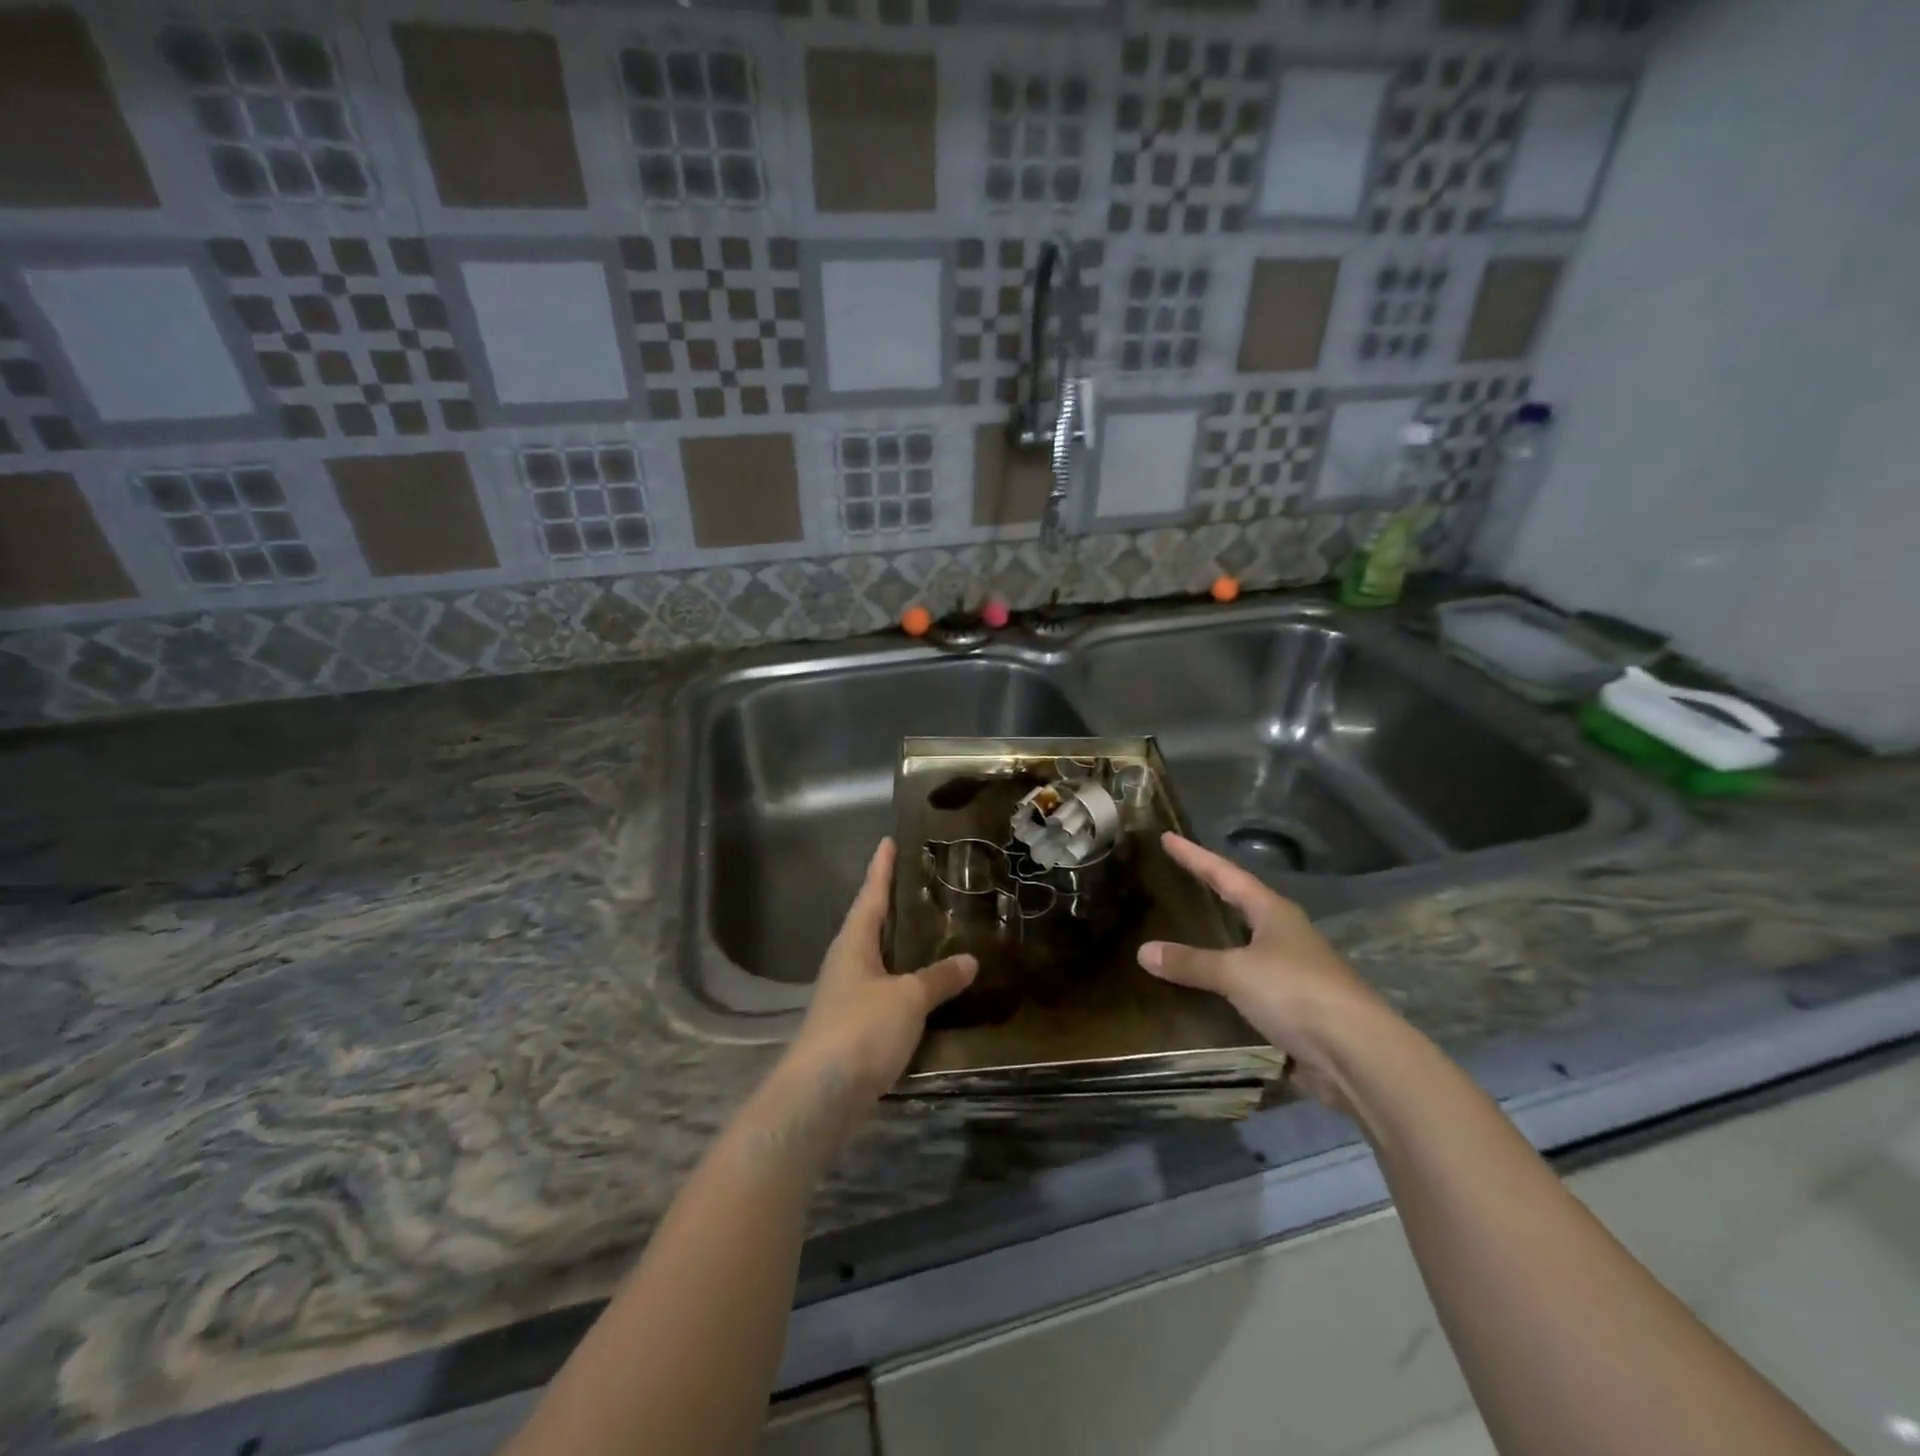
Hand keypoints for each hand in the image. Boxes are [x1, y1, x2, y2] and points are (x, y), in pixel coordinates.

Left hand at [782, 838, 977, 1109]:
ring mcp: (848, 995)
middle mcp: (847, 963)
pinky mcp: (855, 1026)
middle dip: (894, 904)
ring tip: (932, 930)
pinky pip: (886, 991)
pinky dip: (906, 982)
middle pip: (872, 923)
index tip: (889, 841)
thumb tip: (970, 959)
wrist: (822, 1094)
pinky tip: (927, 988)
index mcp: (854, 943)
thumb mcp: (908, 998)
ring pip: (879, 959)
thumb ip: (939, 978)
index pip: (871, 895)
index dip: (881, 868)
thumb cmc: (862, 1029)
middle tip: (921, 882)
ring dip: (902, 945)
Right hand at [1139, 832, 1394, 1109]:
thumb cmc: (1296, 992)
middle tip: (1175, 881)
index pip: (1225, 874)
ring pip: (1244, 948)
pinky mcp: (1293, 1008)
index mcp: (1273, 913)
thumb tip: (1143, 951)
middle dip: (1209, 894)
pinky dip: (1222, 984)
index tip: (1168, 837)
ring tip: (1179, 935)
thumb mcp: (1236, 972)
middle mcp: (1284, 936)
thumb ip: (1191, 962)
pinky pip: (1246, 987)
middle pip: (1240, 905)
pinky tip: (1199, 991)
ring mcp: (1292, 972)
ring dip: (1215, 943)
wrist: (1358, 1055)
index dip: (1195, 856)